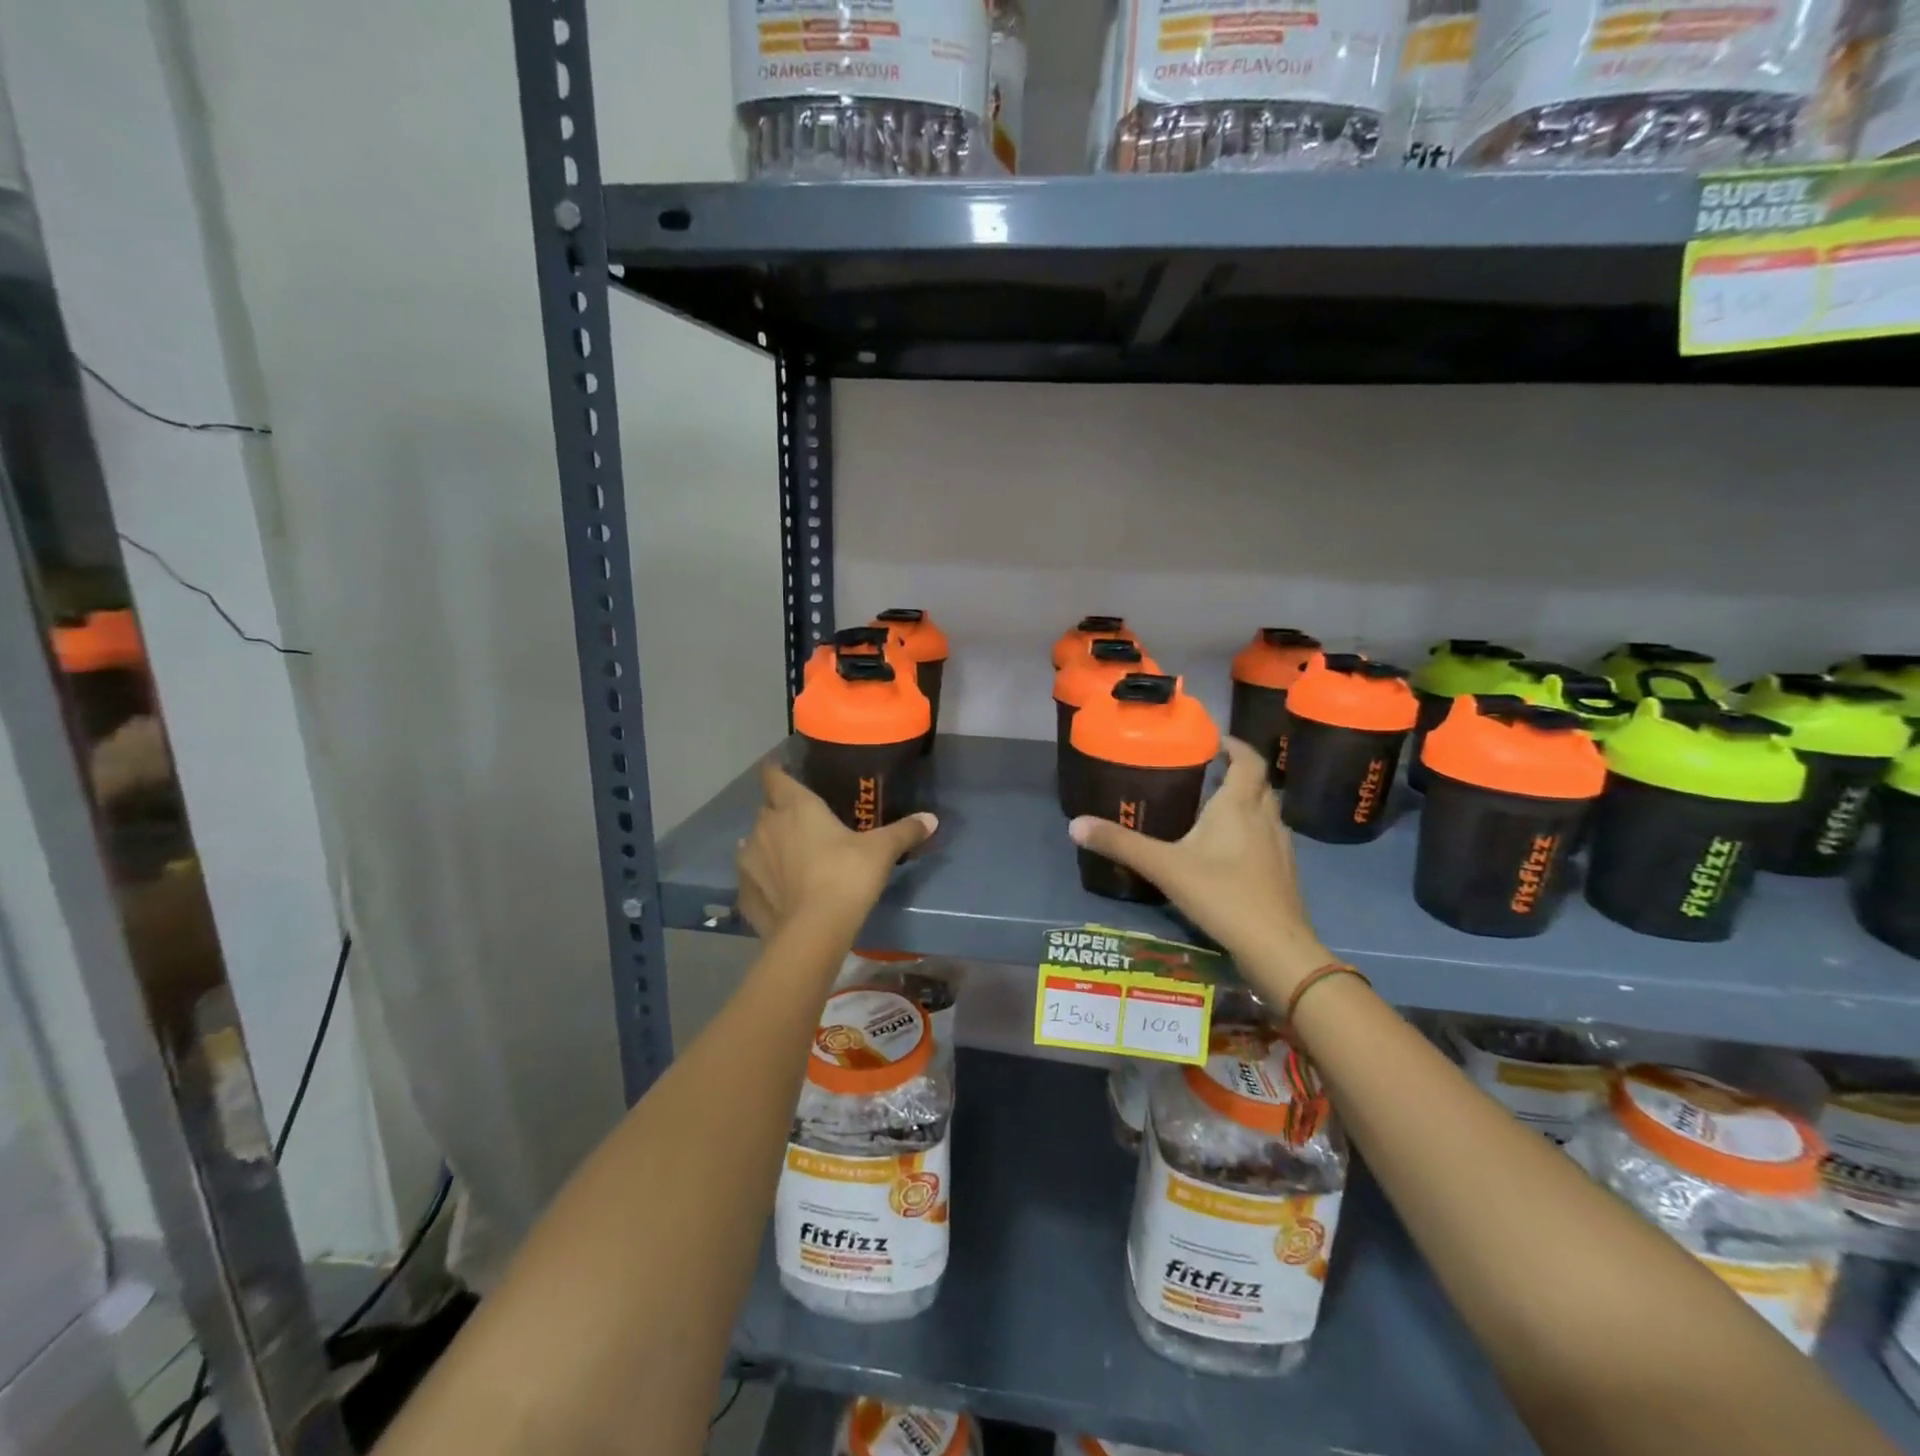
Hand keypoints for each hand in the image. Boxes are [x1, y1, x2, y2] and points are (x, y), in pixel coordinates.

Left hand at [736, 760, 936, 939]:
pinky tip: (776, 889)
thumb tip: (932, 818)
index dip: (777, 771)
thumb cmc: (846, 876)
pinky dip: (761, 879)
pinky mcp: (745, 893)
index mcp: (796, 807)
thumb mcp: (881, 851)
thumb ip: (905, 831)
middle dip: (779, 812)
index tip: (784, 771)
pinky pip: (751, 878)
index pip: (774, 776)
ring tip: (788, 856)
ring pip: (753, 842)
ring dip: (767, 845)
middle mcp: (766, 826)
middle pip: (766, 809)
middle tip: (802, 822)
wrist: (813, 931)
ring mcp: (749, 860)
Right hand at [1068, 737, 1330, 1001]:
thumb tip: (1075, 824)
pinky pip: (1268, 836)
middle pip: (1258, 782)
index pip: (1247, 760)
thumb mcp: (1164, 867)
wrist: (1275, 947)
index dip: (1233, 744)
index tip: (1212, 740)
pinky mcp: (1284, 872)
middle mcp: (1265, 817)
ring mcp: (1280, 846)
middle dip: (1236, 771)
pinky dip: (1251, 830)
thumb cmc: (1222, 895)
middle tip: (1204, 771)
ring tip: (1213, 807)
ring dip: (1246, 801)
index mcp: (1239, 805)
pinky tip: (1230, 851)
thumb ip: (1121, 844)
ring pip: (1266, 810)